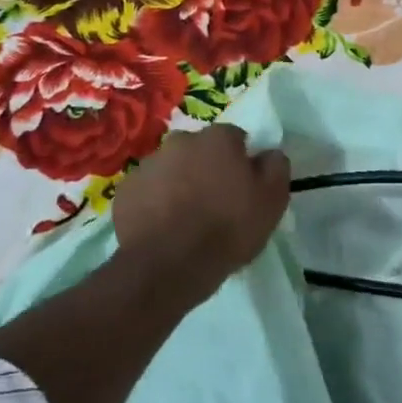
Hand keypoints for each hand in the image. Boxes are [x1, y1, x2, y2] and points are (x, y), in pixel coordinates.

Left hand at [113, 124, 290, 288]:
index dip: (241, 161)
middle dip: (207, 167)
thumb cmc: (229, 228)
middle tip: (215, 202)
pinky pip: (147, 191)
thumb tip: (269, 153)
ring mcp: (149, 165)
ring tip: (187, 218)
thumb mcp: (272, 200)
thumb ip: (275, 167)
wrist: (170, 265)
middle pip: (199, 150)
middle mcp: (180, 141)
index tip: (243, 186)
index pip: (235, 137)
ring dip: (179, 183)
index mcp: (218, 139)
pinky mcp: (126, 191)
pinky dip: (155, 202)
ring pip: (171, 168)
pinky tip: (164, 227)